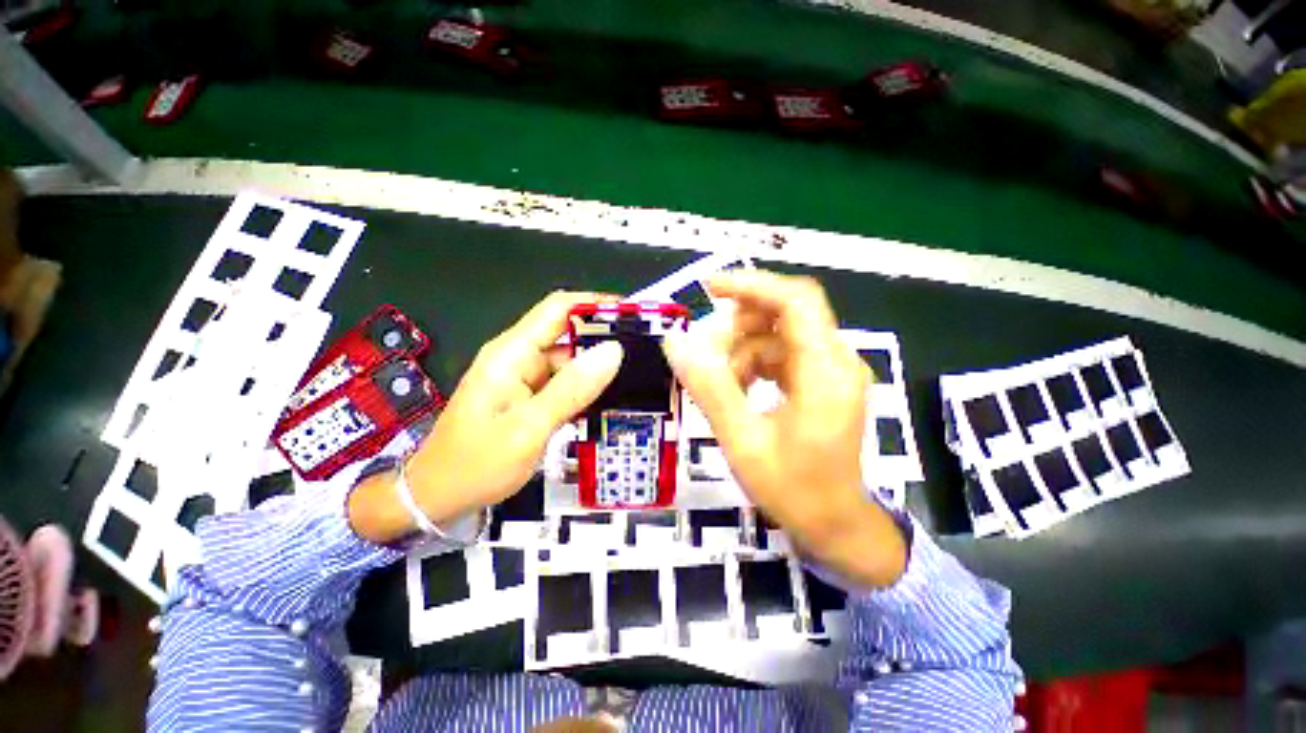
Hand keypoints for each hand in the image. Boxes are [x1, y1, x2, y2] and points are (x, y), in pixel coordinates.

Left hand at [349, 292, 622, 542]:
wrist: (436, 499)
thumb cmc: (475, 465)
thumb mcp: (528, 428)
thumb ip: (572, 389)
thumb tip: (613, 351)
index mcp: (512, 353)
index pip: (560, 309)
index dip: (597, 305)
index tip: (635, 316)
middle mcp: (520, 358)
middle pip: (570, 334)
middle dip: (607, 338)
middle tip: (648, 353)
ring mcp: (526, 379)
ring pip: (571, 361)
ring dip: (601, 366)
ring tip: (641, 375)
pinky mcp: (532, 398)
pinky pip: (566, 384)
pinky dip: (589, 387)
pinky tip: (615, 397)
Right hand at [663, 271, 905, 585]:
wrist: (836, 525)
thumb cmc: (793, 490)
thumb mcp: (742, 440)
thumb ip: (709, 388)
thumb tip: (675, 343)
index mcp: (825, 373)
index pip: (795, 302)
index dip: (752, 285)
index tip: (709, 288)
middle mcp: (836, 362)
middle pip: (786, 314)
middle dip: (739, 325)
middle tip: (705, 353)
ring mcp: (832, 371)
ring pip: (779, 335)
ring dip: (743, 349)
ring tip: (719, 382)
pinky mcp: (822, 381)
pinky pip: (783, 355)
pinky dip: (754, 364)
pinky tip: (738, 388)